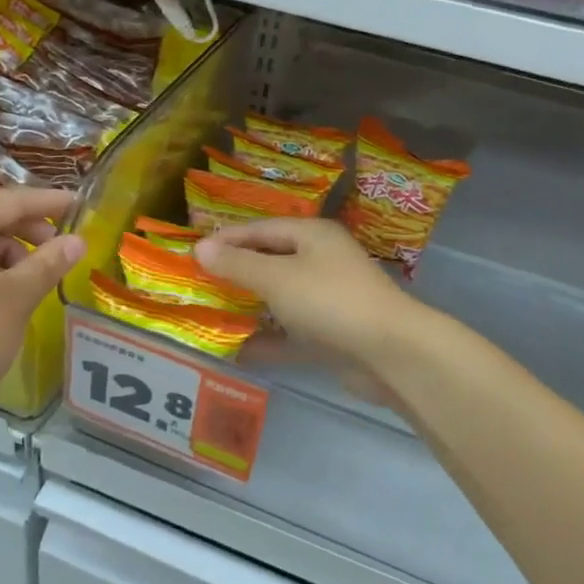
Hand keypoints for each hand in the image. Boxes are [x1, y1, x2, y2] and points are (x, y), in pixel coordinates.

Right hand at [195, 219, 416, 367]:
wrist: (390, 353)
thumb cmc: (329, 301)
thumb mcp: (276, 277)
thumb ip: (237, 263)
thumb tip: (200, 246)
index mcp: (312, 236)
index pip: (261, 229)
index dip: (226, 238)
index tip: (192, 252)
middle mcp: (322, 262)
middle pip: (271, 262)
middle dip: (236, 273)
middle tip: (198, 282)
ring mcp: (329, 300)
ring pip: (281, 299)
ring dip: (250, 307)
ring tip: (212, 314)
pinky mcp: (332, 335)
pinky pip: (292, 333)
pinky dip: (268, 340)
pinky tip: (238, 350)